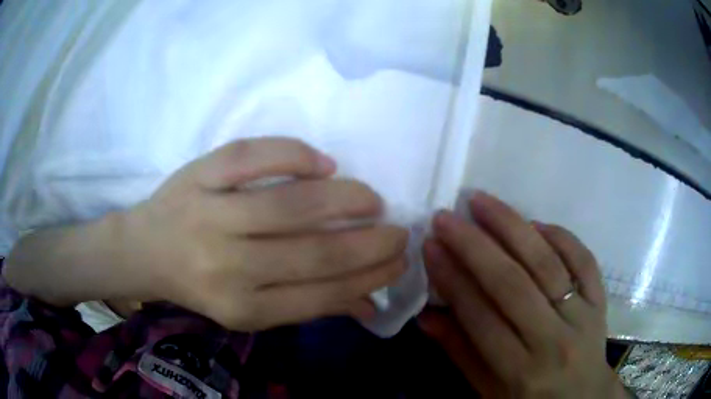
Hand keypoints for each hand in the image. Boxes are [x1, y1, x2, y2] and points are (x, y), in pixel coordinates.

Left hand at [119, 137, 407, 330]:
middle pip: (313, 253)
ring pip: (289, 204)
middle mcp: (227, 266)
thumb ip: (307, 306)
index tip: (398, 261)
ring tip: (372, 199)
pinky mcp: (199, 174)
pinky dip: (294, 155)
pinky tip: (324, 164)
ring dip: (343, 199)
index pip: (322, 294)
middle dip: (370, 243)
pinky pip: (252, 156)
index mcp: (243, 307)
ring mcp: (210, 214)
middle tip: (399, 231)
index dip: (369, 278)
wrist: (146, 250)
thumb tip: (369, 305)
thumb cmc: (200, 283)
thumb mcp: (249, 309)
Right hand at [419, 192, 627, 397]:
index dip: (452, 279)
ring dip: (512, 227)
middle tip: (447, 217)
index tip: (430, 247)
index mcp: (520, 372)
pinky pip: (584, 260)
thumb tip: (425, 316)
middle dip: (475, 246)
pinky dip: (561, 237)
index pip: (481, 317)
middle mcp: (554, 341)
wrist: (582, 397)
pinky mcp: (600, 301)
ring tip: (482, 202)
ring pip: (547, 264)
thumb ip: (461, 353)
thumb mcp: (489, 391)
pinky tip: (535, 224)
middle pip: (512, 284)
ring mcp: (583, 316)